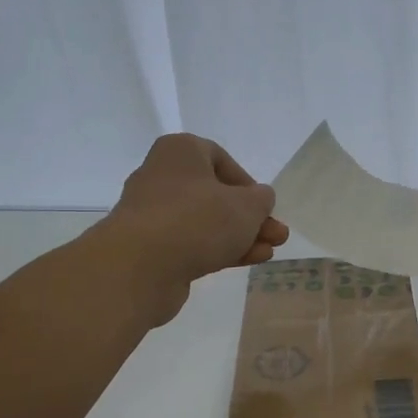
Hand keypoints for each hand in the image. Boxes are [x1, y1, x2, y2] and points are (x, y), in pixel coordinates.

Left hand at [102, 134, 288, 323]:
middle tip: (276, 235)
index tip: (262, 205)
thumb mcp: (247, 206)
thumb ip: (261, 199)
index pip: (220, 159)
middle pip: (215, 195)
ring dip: (240, 236)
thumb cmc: (198, 220)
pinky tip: (248, 261)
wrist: (140, 267)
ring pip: (206, 222)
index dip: (247, 183)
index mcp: (181, 151)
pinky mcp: (151, 248)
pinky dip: (220, 250)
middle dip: (250, 217)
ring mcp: (154, 214)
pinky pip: (193, 243)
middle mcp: (162, 176)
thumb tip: (258, 199)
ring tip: (269, 252)